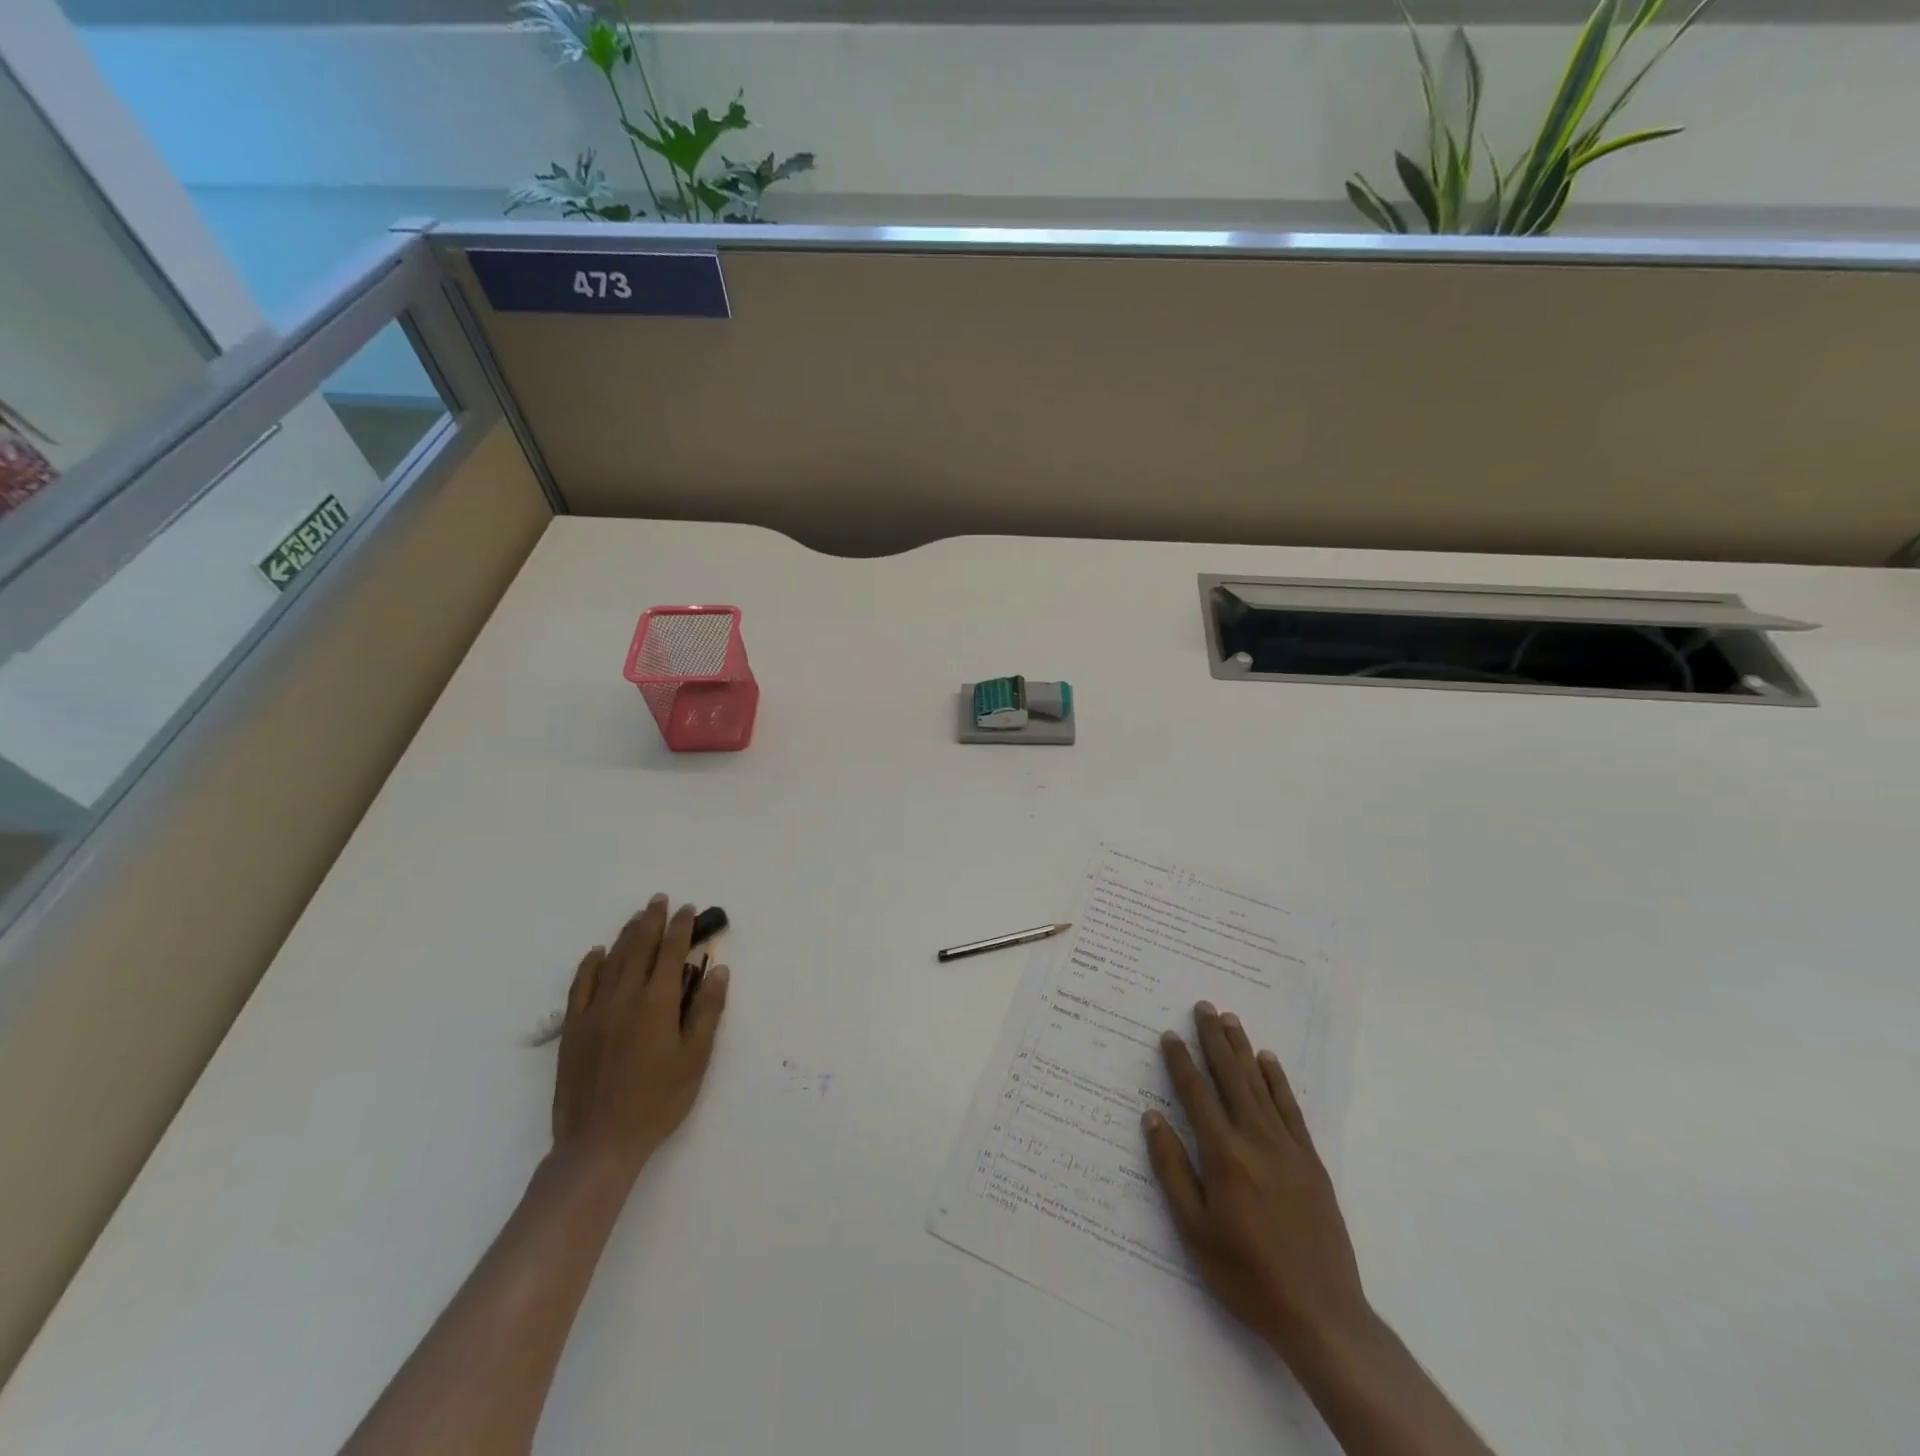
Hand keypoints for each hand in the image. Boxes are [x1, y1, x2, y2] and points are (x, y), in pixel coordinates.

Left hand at [552, 896, 728, 1181]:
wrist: (599, 1142)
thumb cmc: (658, 1101)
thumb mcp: (695, 1058)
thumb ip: (706, 1010)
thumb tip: (717, 969)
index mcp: (657, 1002)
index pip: (670, 952)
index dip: (680, 927)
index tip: (688, 909)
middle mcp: (623, 997)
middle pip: (638, 947)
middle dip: (651, 921)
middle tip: (660, 900)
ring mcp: (594, 1011)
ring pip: (611, 960)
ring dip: (626, 935)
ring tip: (637, 917)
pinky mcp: (573, 1029)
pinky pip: (580, 985)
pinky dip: (590, 963)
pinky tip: (597, 952)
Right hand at [1143, 1001, 1369, 1363]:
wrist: (1322, 1314)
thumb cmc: (1247, 1275)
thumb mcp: (1194, 1231)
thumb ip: (1172, 1170)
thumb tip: (1152, 1117)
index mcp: (1224, 1155)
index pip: (1196, 1094)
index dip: (1181, 1062)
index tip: (1170, 1034)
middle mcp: (1256, 1139)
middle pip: (1231, 1077)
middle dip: (1214, 1039)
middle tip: (1204, 1006)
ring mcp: (1288, 1148)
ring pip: (1260, 1085)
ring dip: (1243, 1049)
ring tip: (1231, 1019)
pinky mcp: (1311, 1161)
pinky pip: (1291, 1108)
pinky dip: (1277, 1081)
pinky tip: (1268, 1062)